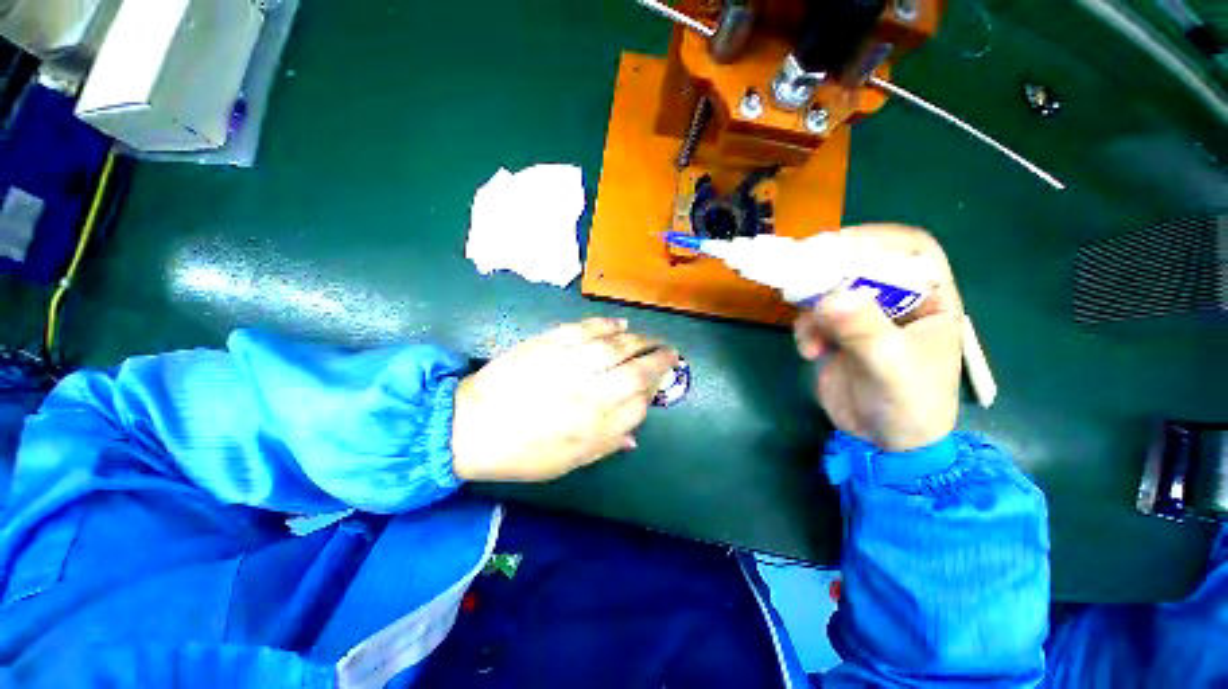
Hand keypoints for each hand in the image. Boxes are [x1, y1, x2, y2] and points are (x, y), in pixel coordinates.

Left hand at [451, 318, 678, 481]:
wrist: (469, 426)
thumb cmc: (520, 453)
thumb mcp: (567, 463)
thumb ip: (605, 446)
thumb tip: (634, 435)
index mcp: (593, 428)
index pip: (639, 405)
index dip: (653, 393)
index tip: (657, 386)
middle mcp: (588, 394)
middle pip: (636, 372)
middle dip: (660, 360)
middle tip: (672, 353)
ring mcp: (569, 364)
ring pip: (617, 346)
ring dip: (640, 340)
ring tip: (652, 338)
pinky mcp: (549, 343)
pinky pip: (587, 329)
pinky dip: (608, 325)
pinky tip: (622, 324)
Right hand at [793, 225, 963, 451]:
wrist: (883, 440)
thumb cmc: (910, 404)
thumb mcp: (892, 368)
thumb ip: (865, 331)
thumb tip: (831, 297)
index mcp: (928, 299)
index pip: (911, 250)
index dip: (878, 239)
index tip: (839, 245)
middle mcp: (894, 300)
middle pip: (860, 265)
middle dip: (829, 272)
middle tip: (800, 277)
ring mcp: (862, 316)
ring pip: (828, 291)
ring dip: (811, 309)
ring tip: (811, 338)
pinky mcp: (835, 332)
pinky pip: (812, 317)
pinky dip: (803, 330)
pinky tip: (809, 353)